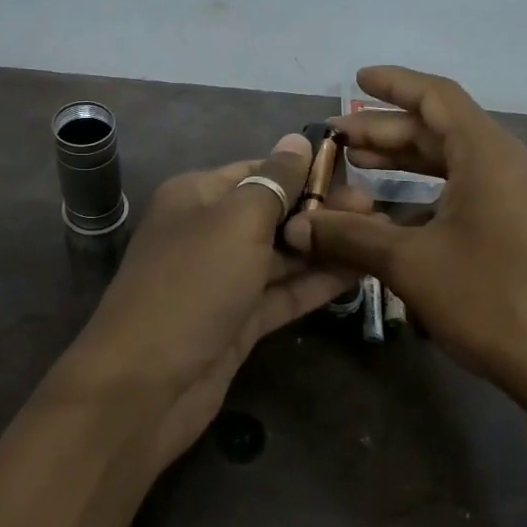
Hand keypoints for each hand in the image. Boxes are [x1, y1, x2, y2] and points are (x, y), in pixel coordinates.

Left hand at [61, 134, 363, 468]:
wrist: (146, 386)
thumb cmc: (192, 286)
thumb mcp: (236, 222)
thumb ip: (274, 182)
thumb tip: (298, 141)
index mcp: (198, 196)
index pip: (260, 172)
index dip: (307, 172)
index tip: (357, 176)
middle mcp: (210, 232)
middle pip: (275, 213)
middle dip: (323, 211)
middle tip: (378, 213)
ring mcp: (225, 281)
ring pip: (283, 256)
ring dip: (327, 247)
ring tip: (380, 238)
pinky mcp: (239, 321)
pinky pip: (284, 293)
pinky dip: (317, 284)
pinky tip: (360, 273)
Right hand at [281, 66, 526, 417]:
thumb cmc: (490, 300)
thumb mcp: (410, 264)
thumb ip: (350, 236)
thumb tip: (296, 224)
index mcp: (489, 155)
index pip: (438, 96)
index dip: (394, 84)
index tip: (356, 79)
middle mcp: (511, 165)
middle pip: (443, 130)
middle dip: (389, 131)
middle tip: (340, 140)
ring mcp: (524, 198)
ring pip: (457, 164)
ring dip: (409, 163)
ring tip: (361, 168)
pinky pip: (472, 193)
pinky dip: (431, 194)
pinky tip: (399, 215)